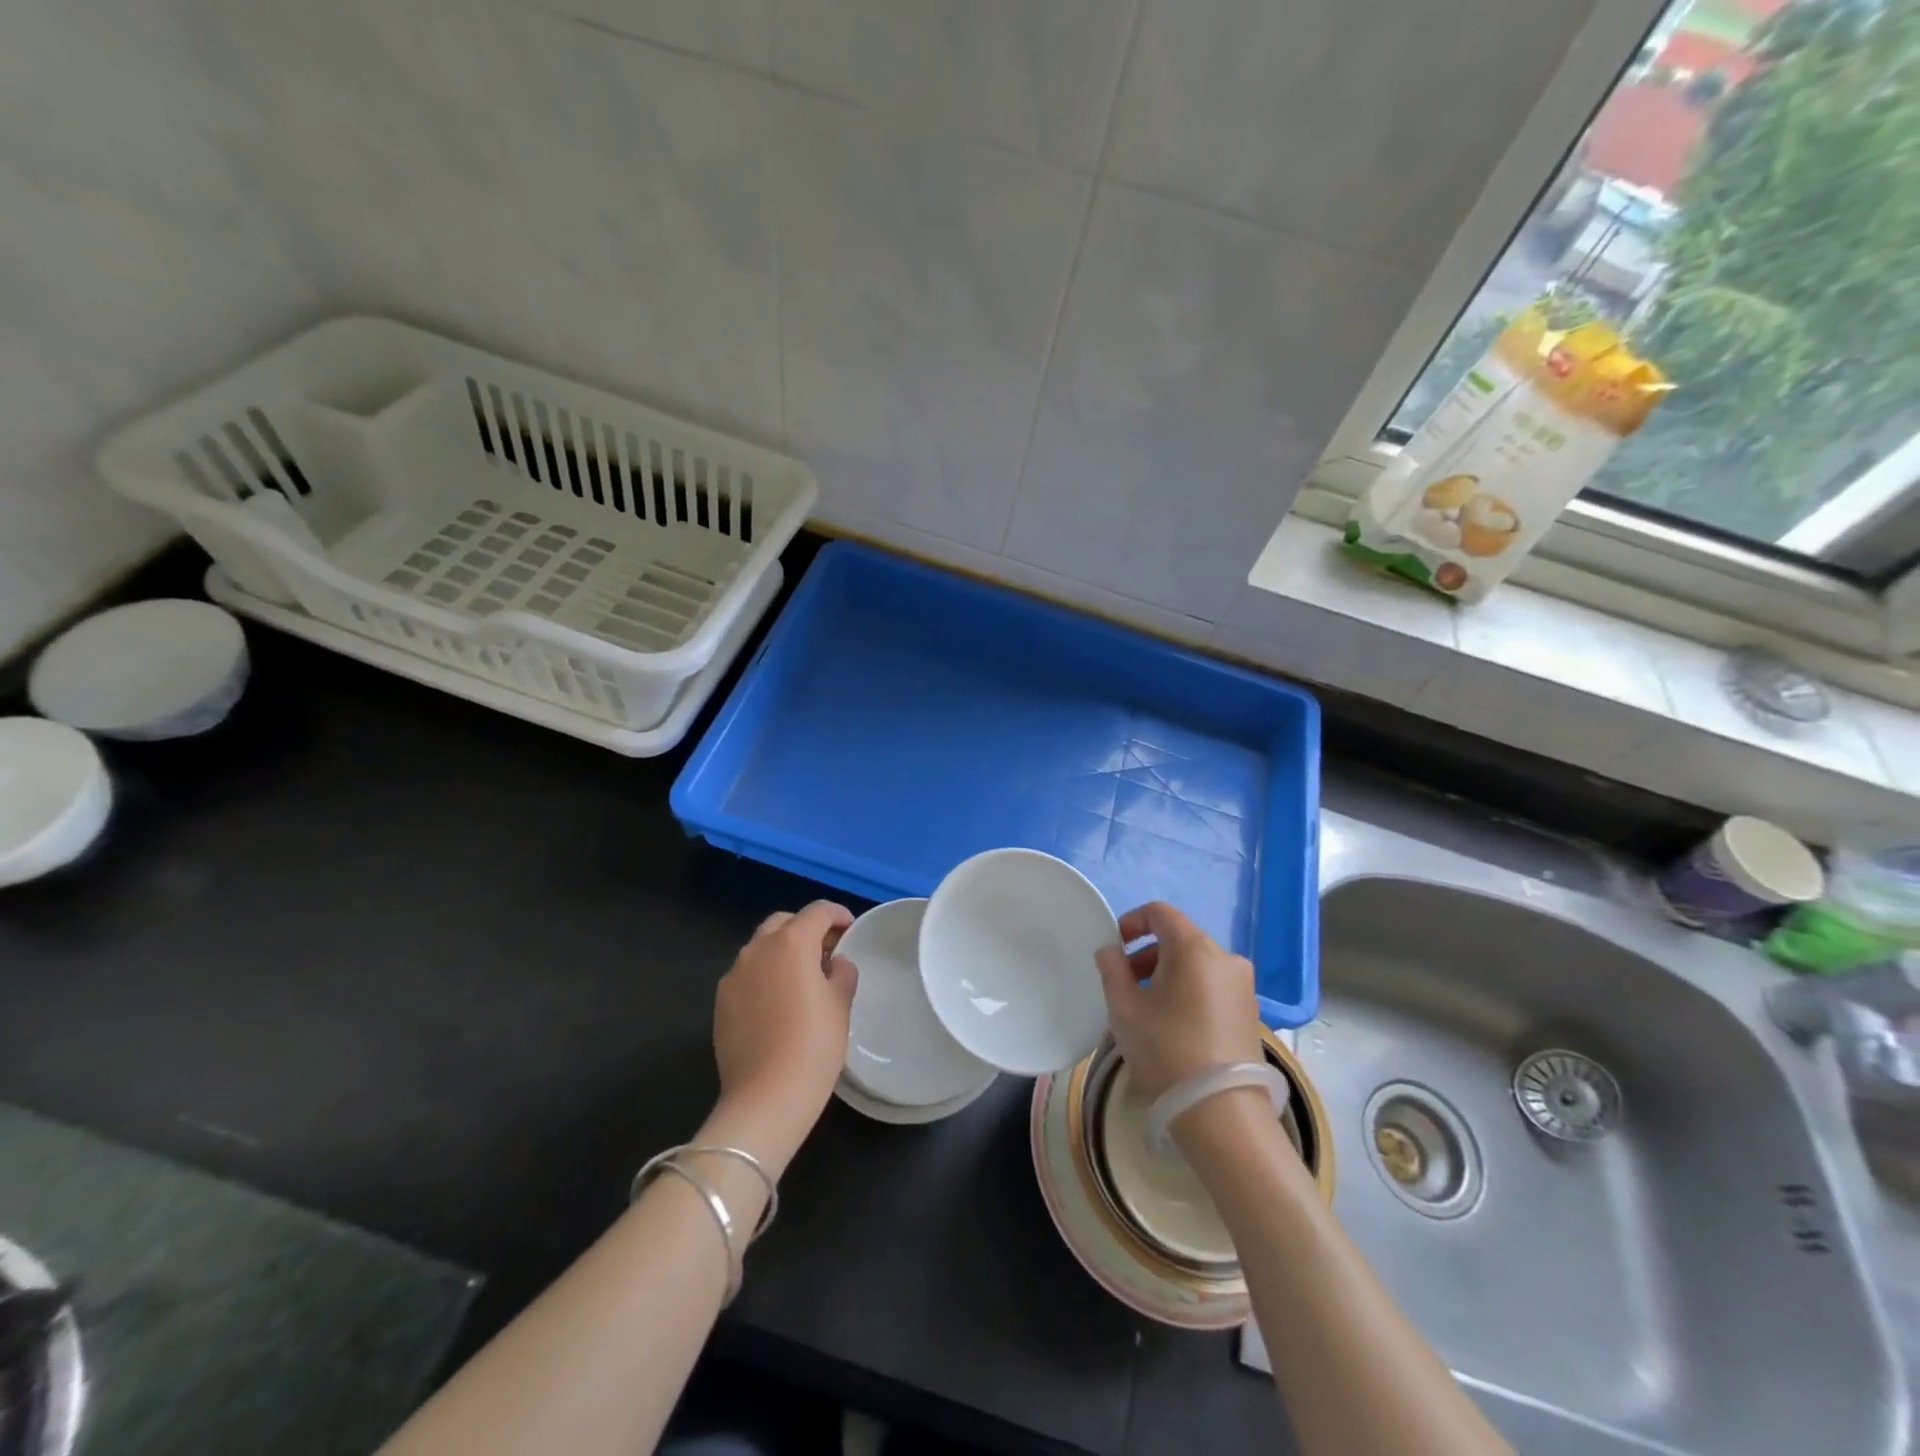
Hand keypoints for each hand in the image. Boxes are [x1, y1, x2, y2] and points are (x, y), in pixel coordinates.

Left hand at [709, 902, 857, 1168]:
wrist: (765, 1098)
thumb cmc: (813, 1045)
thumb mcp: (840, 1004)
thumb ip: (841, 972)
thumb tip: (834, 963)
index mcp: (791, 943)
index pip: (818, 911)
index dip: (838, 915)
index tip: (850, 930)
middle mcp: (757, 949)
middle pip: (784, 922)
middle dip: (806, 929)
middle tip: (826, 951)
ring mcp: (734, 975)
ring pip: (761, 947)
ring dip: (783, 951)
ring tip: (802, 978)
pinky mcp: (721, 1001)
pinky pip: (747, 974)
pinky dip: (765, 974)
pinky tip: (778, 1002)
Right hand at [1094, 902, 1262, 1101]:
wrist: (1222, 1115)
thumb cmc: (1166, 1051)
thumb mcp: (1124, 1008)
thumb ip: (1112, 969)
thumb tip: (1111, 951)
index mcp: (1194, 948)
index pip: (1160, 913)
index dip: (1131, 922)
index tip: (1114, 948)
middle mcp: (1225, 957)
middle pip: (1179, 938)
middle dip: (1147, 953)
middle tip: (1123, 983)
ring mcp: (1243, 986)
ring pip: (1196, 964)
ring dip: (1167, 974)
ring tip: (1145, 1007)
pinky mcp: (1251, 1012)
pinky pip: (1211, 986)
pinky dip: (1188, 991)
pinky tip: (1172, 1024)